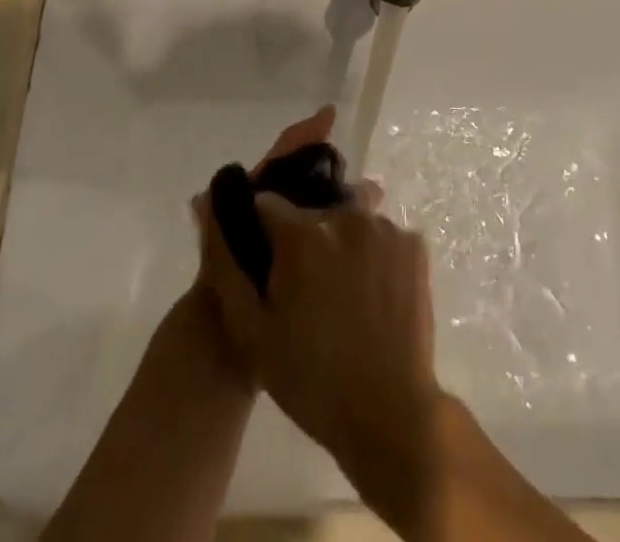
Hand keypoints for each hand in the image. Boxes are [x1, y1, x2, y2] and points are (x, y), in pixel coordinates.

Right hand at [196, 138, 439, 470]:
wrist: (390, 415)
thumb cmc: (311, 379)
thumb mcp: (251, 333)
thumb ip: (225, 264)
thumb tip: (205, 205)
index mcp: (302, 234)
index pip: (267, 205)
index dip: (260, 230)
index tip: (263, 260)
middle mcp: (345, 216)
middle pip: (311, 211)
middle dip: (301, 238)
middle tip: (303, 288)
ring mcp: (385, 228)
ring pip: (348, 220)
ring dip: (338, 243)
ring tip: (340, 293)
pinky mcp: (414, 244)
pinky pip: (380, 236)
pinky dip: (371, 254)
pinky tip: (370, 293)